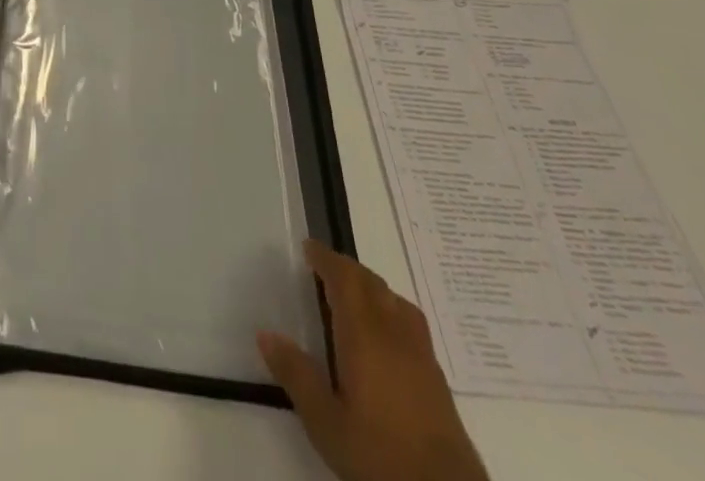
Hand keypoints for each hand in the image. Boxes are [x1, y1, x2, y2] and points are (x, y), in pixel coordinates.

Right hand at [259, 242, 487, 480]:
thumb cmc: (380, 455)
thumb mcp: (326, 422)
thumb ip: (296, 375)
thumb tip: (266, 334)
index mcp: (364, 333)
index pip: (345, 278)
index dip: (326, 258)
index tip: (308, 248)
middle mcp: (394, 333)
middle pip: (371, 283)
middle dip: (346, 269)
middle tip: (323, 268)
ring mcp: (421, 354)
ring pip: (395, 300)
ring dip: (371, 288)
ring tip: (353, 296)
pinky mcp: (437, 379)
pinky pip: (411, 323)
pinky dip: (391, 311)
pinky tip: (385, 336)